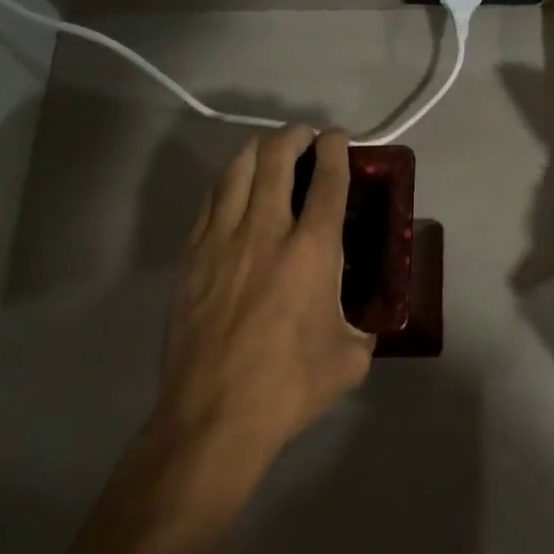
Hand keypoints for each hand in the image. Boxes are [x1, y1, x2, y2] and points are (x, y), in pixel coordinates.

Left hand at [146, 125, 374, 477]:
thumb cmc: (289, 387)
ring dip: (257, 150)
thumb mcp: (350, 359)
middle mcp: (266, 231)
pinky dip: (227, 184)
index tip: (338, 137)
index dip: (336, 148)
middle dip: (294, 135)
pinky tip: (234, 192)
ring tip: (269, 152)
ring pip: (235, 170)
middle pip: (275, 157)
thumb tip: (361, 321)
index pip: (327, 179)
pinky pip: (209, 202)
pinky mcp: (191, 258)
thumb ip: (362, 327)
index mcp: (312, 251)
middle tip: (305, 137)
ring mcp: (221, 241)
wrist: (213, 418)